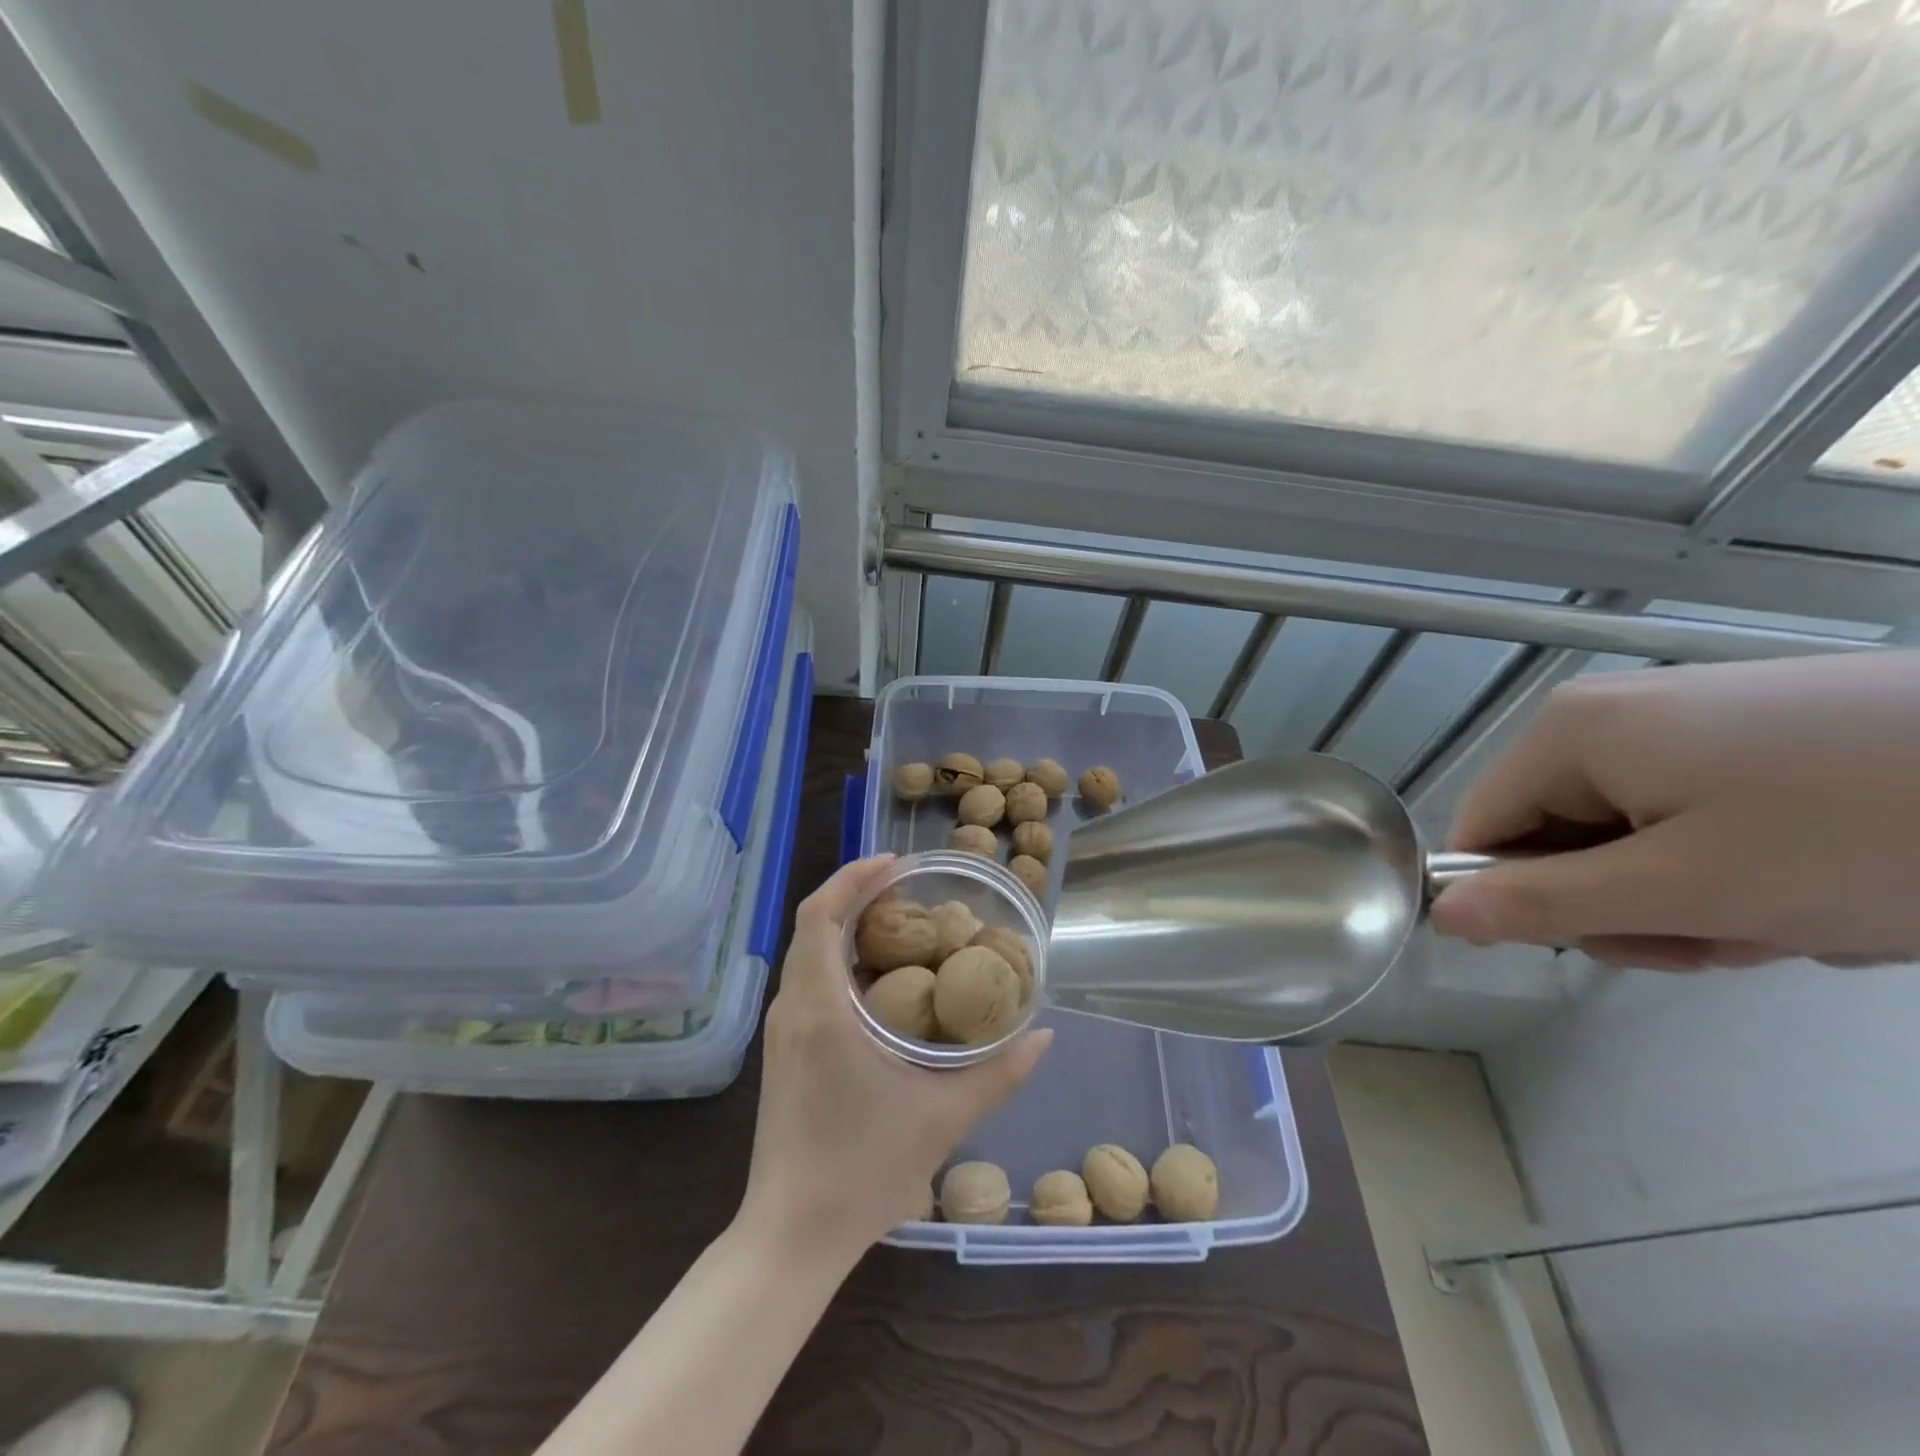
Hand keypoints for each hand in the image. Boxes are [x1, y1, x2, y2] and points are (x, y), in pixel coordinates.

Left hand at [736, 856, 1050, 1261]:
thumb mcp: (944, 1117)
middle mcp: (792, 1008)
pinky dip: (839, 960)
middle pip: (814, 926)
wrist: (791, 1235)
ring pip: (808, 953)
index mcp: (820, 1009)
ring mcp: (782, 1031)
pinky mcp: (783, 1051)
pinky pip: (807, 981)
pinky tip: (880, 979)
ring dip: (847, 928)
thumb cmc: (863, 1171)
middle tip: (909, 888)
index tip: (895, 863)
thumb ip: (1000, 1073)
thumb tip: (1044, 1034)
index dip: (852, 877)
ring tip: (900, 924)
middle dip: (856, 895)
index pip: (820, 916)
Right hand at [1428, 652, 1919, 970]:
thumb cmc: (1860, 833)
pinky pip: (1697, 816)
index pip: (1483, 828)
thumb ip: (1548, 904)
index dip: (1527, 896)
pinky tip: (1824, 884)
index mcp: (1570, 733)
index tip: (1617, 940)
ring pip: (1636, 836)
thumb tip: (1441, 915)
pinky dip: (1744, 866)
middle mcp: (1611, 714)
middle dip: (1637, 903)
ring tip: (1797, 917)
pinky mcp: (1754, 734)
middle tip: (1726, 936)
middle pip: (1563, 835)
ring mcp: (1687, 720)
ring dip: (1700, 896)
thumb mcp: (1688, 888)